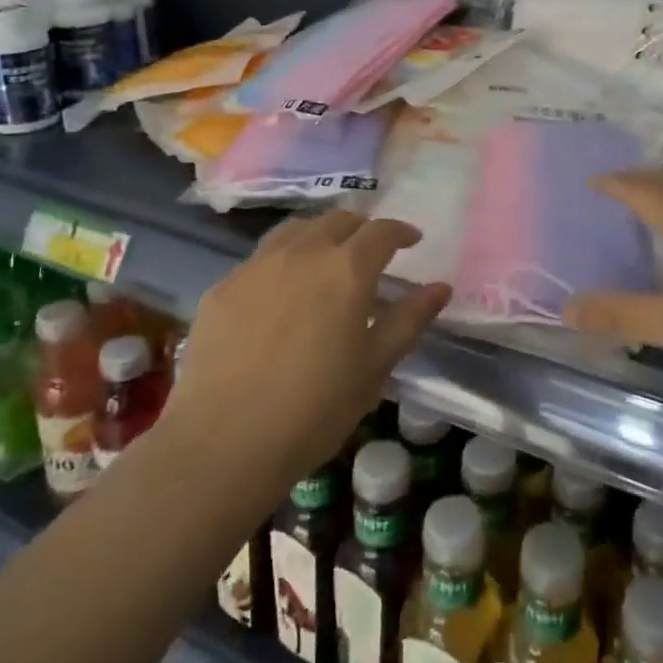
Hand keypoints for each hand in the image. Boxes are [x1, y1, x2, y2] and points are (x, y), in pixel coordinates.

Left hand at [169, 210, 450, 483]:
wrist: (224, 442)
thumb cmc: (315, 409)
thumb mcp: (375, 367)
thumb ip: (409, 319)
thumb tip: (440, 287)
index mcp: (346, 270)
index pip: (380, 231)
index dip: (400, 231)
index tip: (411, 240)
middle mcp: (302, 253)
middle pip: (337, 220)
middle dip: (361, 228)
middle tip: (370, 251)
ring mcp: (256, 266)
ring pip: (295, 230)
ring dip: (320, 235)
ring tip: (326, 259)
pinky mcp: (223, 286)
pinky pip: (260, 258)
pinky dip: (283, 261)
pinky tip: (281, 293)